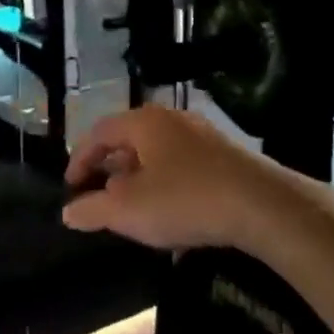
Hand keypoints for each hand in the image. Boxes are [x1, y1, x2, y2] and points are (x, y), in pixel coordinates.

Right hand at [62, 107, 300, 251]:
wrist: (265, 206)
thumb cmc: (185, 200)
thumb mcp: (128, 210)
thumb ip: (92, 209)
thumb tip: (68, 212)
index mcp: (143, 122)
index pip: (98, 133)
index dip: (79, 160)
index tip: (71, 187)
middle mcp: (172, 119)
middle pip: (129, 141)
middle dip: (110, 170)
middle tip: (100, 198)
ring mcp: (203, 135)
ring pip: (157, 154)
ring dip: (139, 180)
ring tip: (135, 210)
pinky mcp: (226, 156)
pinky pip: (183, 166)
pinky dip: (167, 185)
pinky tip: (173, 214)